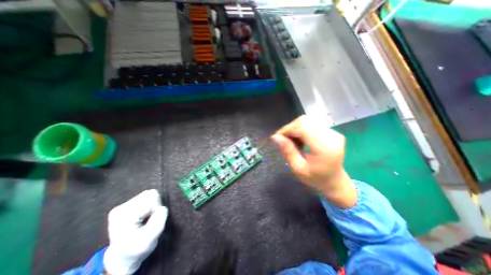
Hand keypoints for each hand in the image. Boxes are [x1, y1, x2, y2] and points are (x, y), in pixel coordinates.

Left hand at [103, 189, 168, 274]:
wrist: (123, 256)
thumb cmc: (137, 249)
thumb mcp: (149, 241)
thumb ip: (158, 223)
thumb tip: (163, 208)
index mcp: (124, 216)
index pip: (151, 199)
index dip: (157, 208)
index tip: (152, 221)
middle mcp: (121, 208)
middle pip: (150, 194)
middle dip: (156, 205)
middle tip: (151, 218)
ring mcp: (123, 205)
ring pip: (149, 193)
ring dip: (153, 204)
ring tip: (148, 217)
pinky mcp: (127, 204)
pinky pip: (146, 196)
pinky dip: (150, 204)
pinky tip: (144, 215)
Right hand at [273, 115, 357, 207]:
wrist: (335, 181)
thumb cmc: (316, 178)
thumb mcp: (298, 169)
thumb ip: (288, 151)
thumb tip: (275, 137)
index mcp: (324, 147)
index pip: (302, 126)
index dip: (287, 129)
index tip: (277, 138)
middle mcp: (331, 136)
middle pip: (304, 121)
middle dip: (290, 129)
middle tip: (284, 141)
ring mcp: (333, 132)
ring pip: (306, 121)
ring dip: (295, 130)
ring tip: (292, 143)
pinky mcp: (331, 131)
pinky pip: (311, 124)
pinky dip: (301, 131)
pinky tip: (300, 141)